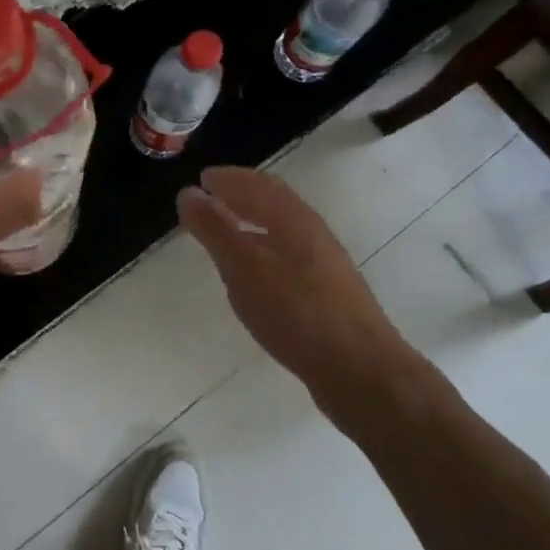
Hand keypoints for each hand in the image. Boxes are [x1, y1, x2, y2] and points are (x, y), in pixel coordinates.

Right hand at [178, 166, 409, 396]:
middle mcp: (313, 235)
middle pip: (275, 205)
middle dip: (242, 197)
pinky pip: (287, 259)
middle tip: (211, 199)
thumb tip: (189, 193)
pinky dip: (264, 253)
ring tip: (226, 234)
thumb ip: (215, 230)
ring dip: (253, 225)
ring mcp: (324, 267)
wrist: (361, 371)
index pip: (260, 185)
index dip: (230, 179)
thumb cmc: (297, 312)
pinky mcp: (327, 296)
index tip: (203, 178)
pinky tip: (254, 277)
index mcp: (295, 220)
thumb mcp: (245, 268)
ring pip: (282, 233)